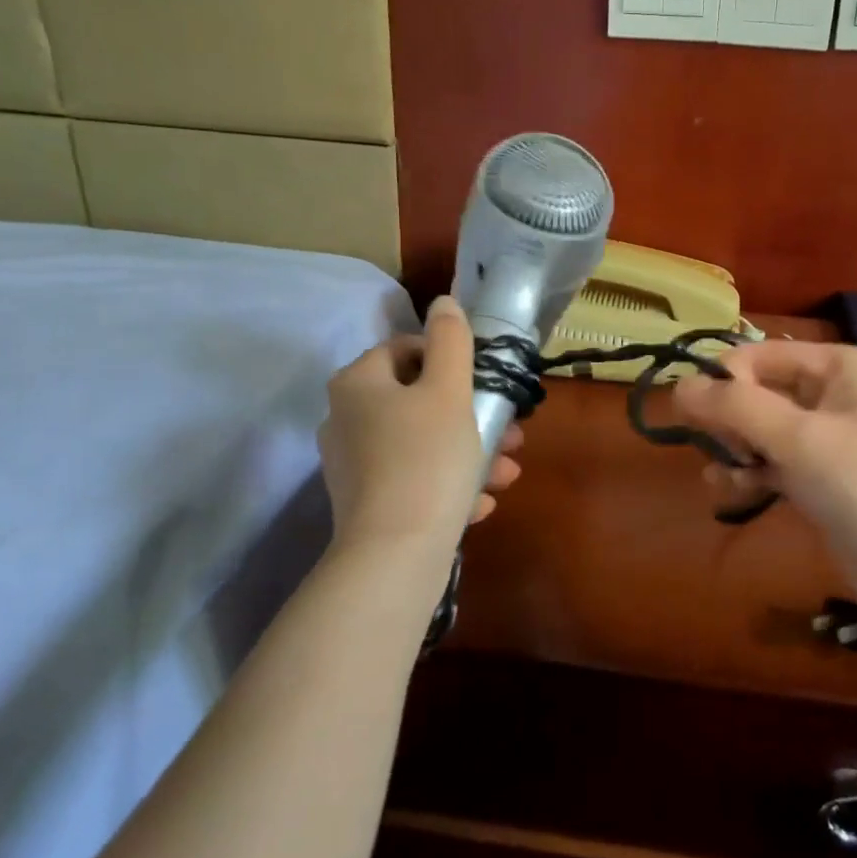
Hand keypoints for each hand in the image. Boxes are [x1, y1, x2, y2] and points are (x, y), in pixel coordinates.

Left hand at [320, 295, 520, 569]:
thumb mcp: (449, 390)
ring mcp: (353, 465)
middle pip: (419, 401)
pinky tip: (480, 503)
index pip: (406, 350)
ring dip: (469, 452)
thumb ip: (451, 340)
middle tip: (511, 434)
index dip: (451, 361)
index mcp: (358, 383)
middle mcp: (345, 419)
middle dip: (472, 417)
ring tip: (506, 474)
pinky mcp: (366, 503)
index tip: (484, 385)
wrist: (395, 555)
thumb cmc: (427, 458)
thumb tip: (444, 302)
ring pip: (422, 444)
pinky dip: (447, 484)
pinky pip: (413, 479)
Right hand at [674, 342, 856, 621]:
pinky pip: (774, 464)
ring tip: (723, 479)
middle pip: (758, 392)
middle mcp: (835, 395)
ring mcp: (830, 441)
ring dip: (734, 451)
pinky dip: (750, 475)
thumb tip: (678, 386)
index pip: (760, 356)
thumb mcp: (800, 439)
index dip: (724, 381)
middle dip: (729, 420)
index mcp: (839, 366)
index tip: (697, 418)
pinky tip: (731, 493)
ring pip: (761, 431)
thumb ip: (735, 408)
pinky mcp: (824, 483)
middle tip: (721, 453)